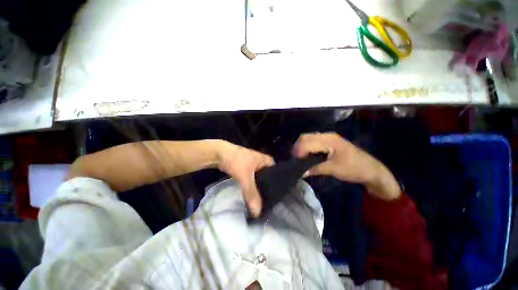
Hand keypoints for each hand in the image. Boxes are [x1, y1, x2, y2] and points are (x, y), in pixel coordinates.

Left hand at [216, 141, 274, 216]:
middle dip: (269, 186)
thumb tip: (257, 213)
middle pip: (268, 176)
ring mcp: (253, 165)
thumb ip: (251, 193)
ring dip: (259, 187)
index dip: (279, 182)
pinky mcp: (245, 168)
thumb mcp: (245, 177)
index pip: (277, 172)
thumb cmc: (236, 161)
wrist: (218, 154)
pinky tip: (253, 193)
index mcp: (265, 160)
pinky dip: (252, 185)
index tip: (279, 194)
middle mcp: (261, 162)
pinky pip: (252, 178)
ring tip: (263, 199)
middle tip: (271, 200)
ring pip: (259, 178)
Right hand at [293, 133, 400, 199]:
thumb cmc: (354, 168)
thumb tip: (300, 172)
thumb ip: (315, 168)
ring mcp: (329, 139)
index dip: (298, 150)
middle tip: (294, 159)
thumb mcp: (333, 169)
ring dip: (302, 147)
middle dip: (298, 147)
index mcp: (329, 140)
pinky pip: (314, 142)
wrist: (372, 170)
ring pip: (309, 139)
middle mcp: (327, 136)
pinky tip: (306, 156)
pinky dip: (308, 148)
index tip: (294, 160)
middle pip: (306, 137)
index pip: (307, 141)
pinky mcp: (330, 143)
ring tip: (298, 158)